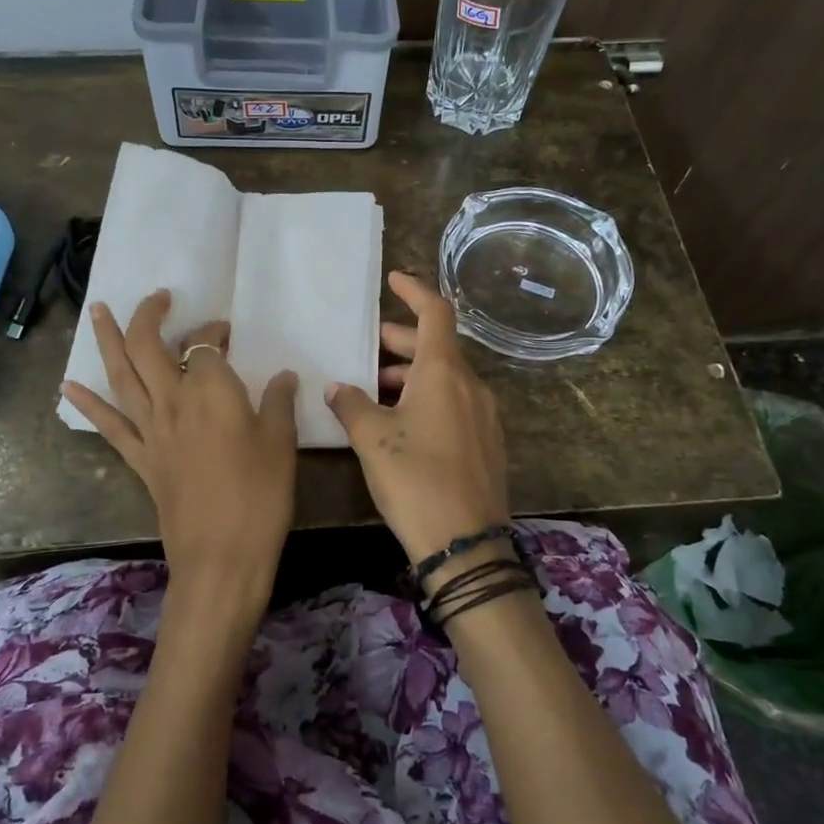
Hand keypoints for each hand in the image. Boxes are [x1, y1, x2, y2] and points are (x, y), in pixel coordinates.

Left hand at [63, 290, 298, 634]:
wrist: (221, 557)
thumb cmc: (260, 496)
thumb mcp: (281, 444)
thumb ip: (278, 403)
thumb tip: (283, 376)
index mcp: (211, 392)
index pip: (206, 345)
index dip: (215, 333)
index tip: (229, 334)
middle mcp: (173, 402)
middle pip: (150, 347)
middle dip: (150, 316)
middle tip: (159, 298)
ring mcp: (151, 431)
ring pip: (122, 376)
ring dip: (108, 340)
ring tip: (96, 310)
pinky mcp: (140, 460)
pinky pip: (109, 426)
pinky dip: (88, 405)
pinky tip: (69, 387)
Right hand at [324, 272, 509, 565]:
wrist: (465, 543)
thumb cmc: (415, 479)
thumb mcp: (372, 439)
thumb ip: (351, 405)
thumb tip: (337, 387)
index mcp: (445, 372)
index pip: (436, 313)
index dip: (415, 291)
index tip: (394, 279)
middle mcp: (471, 386)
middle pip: (437, 346)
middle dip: (401, 342)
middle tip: (367, 348)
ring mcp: (484, 415)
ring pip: (445, 378)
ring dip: (411, 375)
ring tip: (374, 390)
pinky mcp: (487, 442)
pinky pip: (455, 403)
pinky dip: (427, 398)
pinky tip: (401, 422)